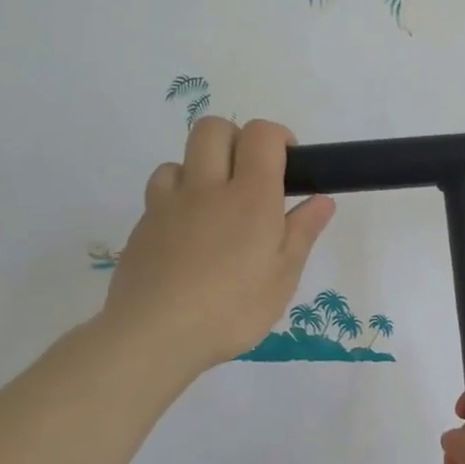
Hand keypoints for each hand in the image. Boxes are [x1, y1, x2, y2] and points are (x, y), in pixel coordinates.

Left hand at [97, 118, 334, 380]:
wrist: (155, 334)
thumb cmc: (234, 308)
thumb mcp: (284, 276)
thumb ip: (302, 232)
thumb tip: (322, 199)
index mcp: (251, 197)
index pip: (261, 135)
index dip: (278, 137)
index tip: (289, 163)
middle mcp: (207, 188)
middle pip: (213, 129)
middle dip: (236, 140)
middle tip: (252, 178)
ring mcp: (168, 204)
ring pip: (181, 159)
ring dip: (203, 169)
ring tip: (218, 208)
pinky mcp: (143, 225)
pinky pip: (161, 193)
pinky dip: (179, 198)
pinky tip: (189, 233)